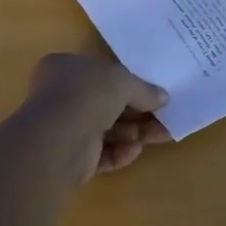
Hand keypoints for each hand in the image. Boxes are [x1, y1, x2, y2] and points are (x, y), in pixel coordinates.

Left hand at [21, 54, 171, 181]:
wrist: (60, 137)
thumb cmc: (89, 94)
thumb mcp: (124, 81)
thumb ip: (144, 89)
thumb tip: (163, 98)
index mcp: (65, 67)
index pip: (99, 72)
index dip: (126, 81)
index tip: (151, 92)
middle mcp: (61, 95)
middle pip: (107, 103)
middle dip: (137, 112)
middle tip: (165, 118)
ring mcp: (64, 128)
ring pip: (107, 130)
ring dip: (133, 133)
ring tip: (160, 135)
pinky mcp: (70, 158)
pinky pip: (100, 153)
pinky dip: (119, 152)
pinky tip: (134, 150)